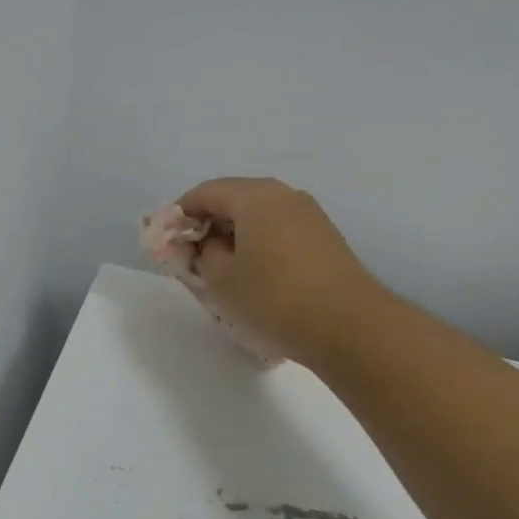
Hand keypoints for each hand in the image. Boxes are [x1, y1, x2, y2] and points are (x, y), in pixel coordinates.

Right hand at [177, 177, 381, 364]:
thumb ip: (203, 253)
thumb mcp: (221, 278)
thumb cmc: (274, 297)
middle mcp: (283, 195)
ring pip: (259, 217)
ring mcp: (309, 215)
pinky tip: (257, 277)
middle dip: (209, 225)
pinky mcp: (325, 239)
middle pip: (234, 199)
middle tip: (194, 258)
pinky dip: (260, 246)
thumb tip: (210, 242)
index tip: (169, 242)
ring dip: (236, 237)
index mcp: (254, 196)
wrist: (350, 326)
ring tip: (225, 271)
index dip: (181, 214)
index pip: (205, 192)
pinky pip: (280, 232)